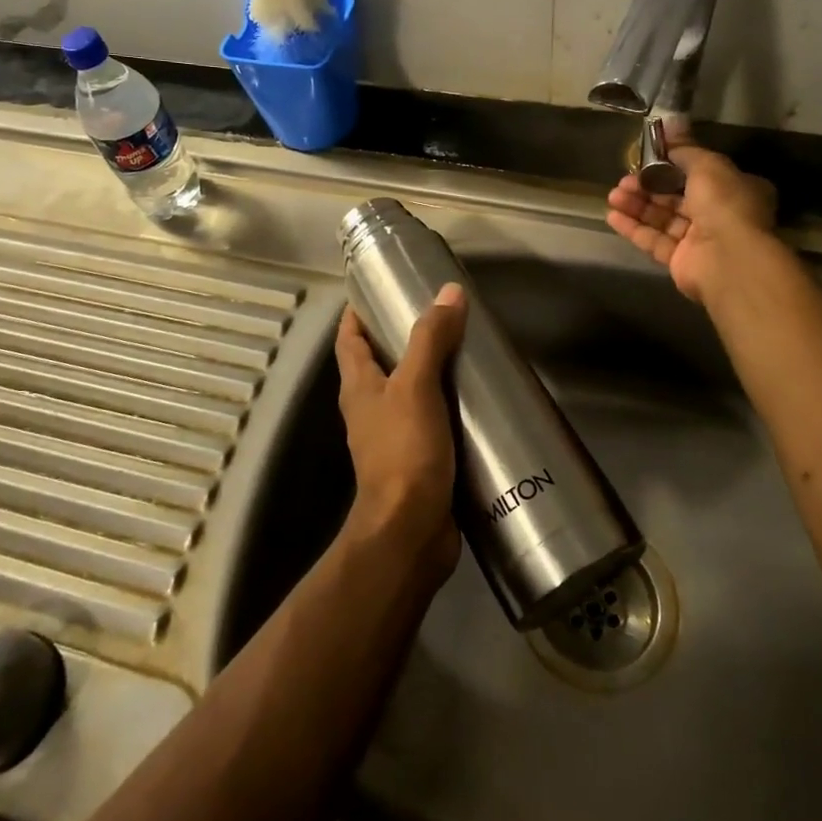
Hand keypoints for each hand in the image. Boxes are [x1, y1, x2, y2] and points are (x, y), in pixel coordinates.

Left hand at [334, 283, 467, 584]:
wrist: (410, 531)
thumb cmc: (404, 452)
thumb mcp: (416, 387)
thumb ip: (430, 339)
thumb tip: (449, 291)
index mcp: (358, 387)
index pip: (348, 339)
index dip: (357, 312)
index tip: (380, 289)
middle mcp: (369, 409)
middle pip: (377, 363)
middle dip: (399, 337)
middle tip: (437, 314)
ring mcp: (391, 437)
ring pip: (406, 392)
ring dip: (427, 371)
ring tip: (462, 349)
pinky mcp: (416, 459)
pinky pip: (429, 420)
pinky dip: (445, 404)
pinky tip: (473, 398)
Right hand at [606, 145, 777, 302]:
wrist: (728, 258)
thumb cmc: (724, 204)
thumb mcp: (707, 165)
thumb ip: (684, 147)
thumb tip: (672, 121)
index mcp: (735, 189)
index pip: (699, 173)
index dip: (671, 166)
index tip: (645, 159)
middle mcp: (720, 214)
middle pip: (676, 197)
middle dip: (648, 187)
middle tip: (623, 181)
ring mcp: (700, 240)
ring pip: (663, 218)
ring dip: (637, 206)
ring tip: (613, 196)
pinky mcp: (681, 261)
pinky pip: (654, 240)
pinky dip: (634, 228)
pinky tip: (612, 216)